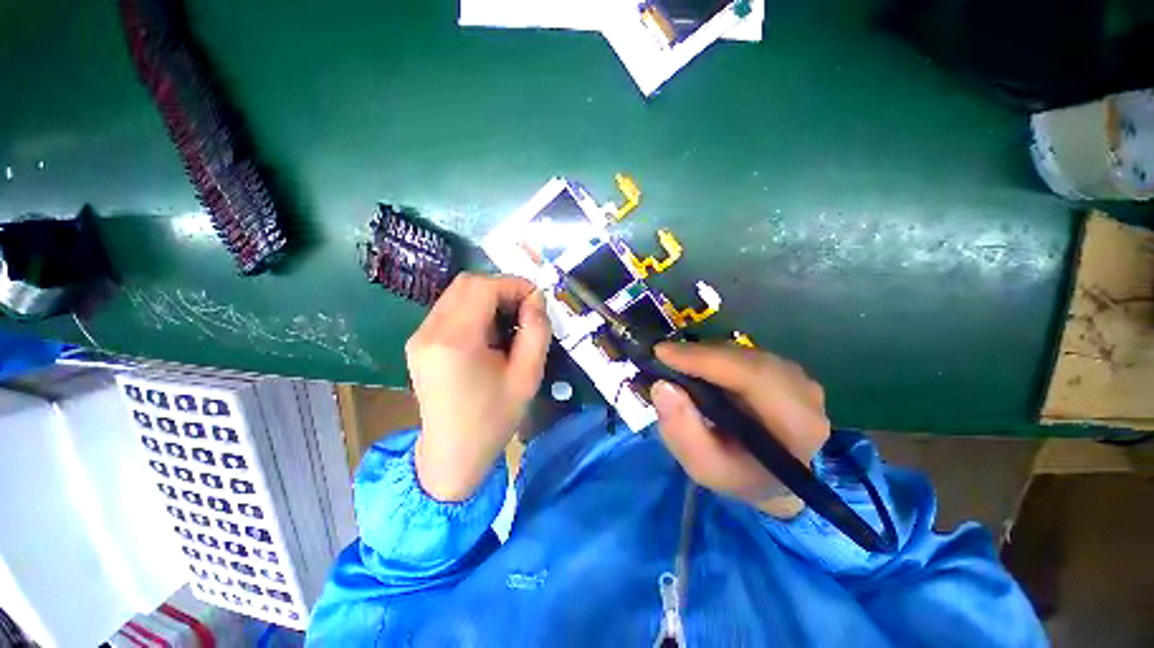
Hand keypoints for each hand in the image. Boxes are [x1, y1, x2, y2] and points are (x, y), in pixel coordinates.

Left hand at [406, 273, 550, 501]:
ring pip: (458, 293)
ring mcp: (419, 336)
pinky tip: (490, 333)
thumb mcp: (528, 376)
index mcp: (455, 341)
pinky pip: (450, 308)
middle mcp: (429, 331)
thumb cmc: (494, 419)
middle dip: (502, 288)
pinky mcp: (419, 342)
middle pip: (467, 283)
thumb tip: (536, 299)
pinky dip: (476, 309)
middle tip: (525, 310)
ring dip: (489, 298)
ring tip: (510, 323)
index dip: (514, 285)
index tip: (537, 300)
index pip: (483, 287)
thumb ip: (537, 331)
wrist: (452, 454)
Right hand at [650, 342, 829, 510]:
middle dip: (700, 354)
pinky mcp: (783, 369)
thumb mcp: (703, 467)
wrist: (771, 478)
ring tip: (676, 363)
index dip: (706, 359)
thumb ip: (682, 432)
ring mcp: (797, 378)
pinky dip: (715, 355)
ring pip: (744, 352)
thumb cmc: (738, 475)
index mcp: (798, 425)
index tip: (662, 353)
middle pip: (747, 359)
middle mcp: (806, 394)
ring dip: (706, 354)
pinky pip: (743, 353)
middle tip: (663, 357)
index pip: (753, 376)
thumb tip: (663, 386)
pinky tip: (697, 366)